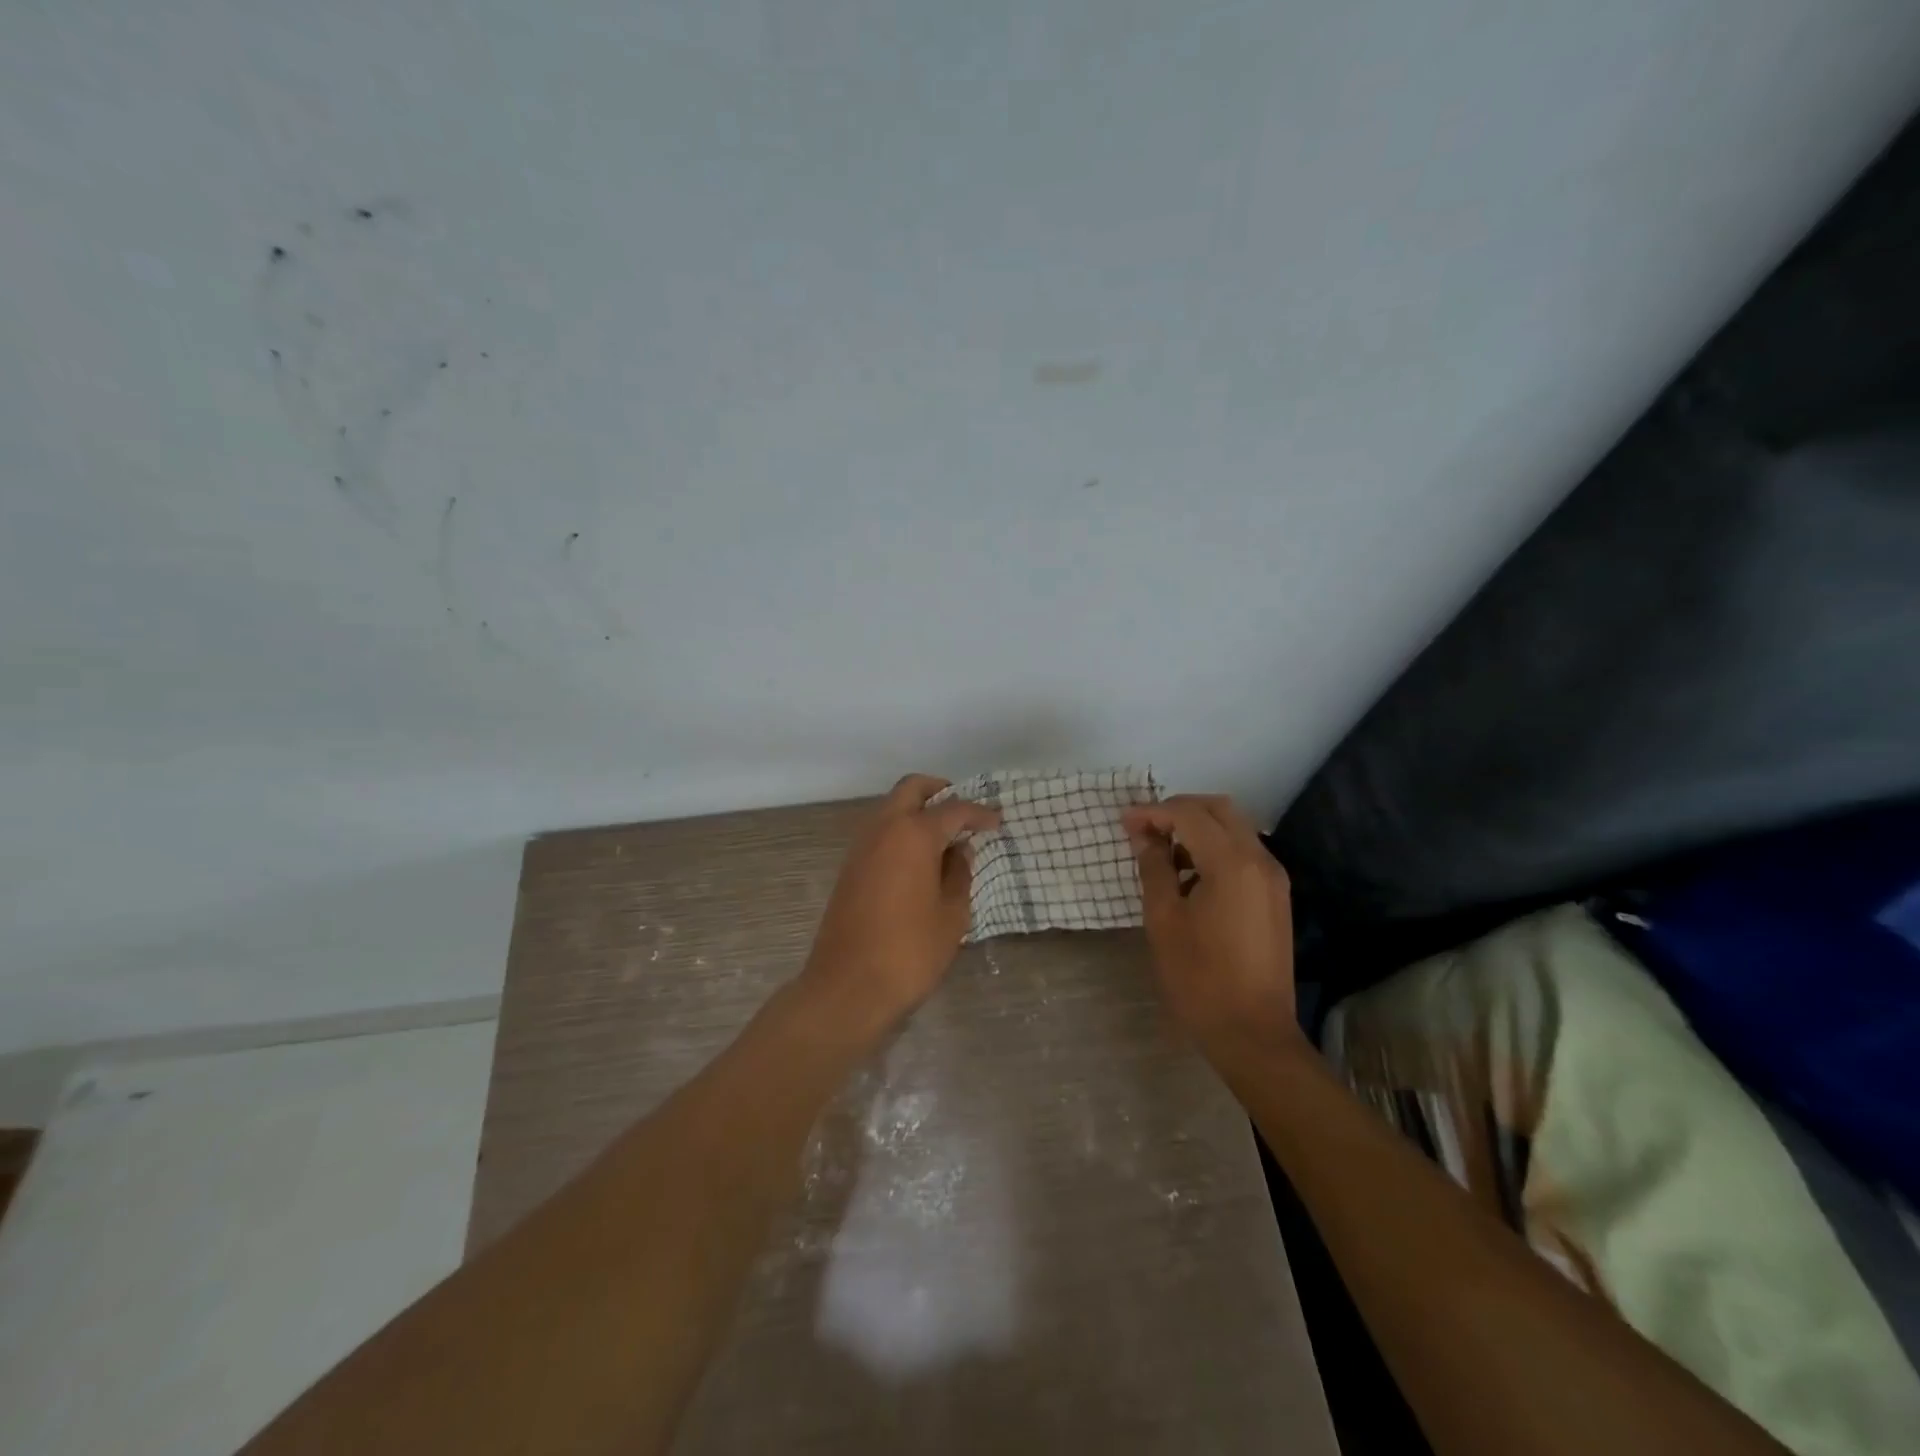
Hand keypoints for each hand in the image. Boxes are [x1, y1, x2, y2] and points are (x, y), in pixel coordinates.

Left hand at [801, 774, 999, 1037]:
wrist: (847, 987)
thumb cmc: (909, 952)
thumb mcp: (951, 915)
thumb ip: (959, 875)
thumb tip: (959, 852)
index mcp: (913, 835)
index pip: (953, 809)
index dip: (979, 813)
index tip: (997, 822)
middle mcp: (883, 828)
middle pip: (912, 789)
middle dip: (939, 791)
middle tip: (963, 812)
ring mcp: (861, 846)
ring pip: (891, 807)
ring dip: (917, 810)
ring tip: (945, 837)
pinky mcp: (849, 867)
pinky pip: (879, 831)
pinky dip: (901, 830)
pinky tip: (919, 858)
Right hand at [1122, 795, 1302, 1052]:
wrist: (1252, 1033)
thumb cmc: (1199, 977)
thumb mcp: (1164, 919)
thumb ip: (1154, 867)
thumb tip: (1143, 836)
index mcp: (1232, 863)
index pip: (1189, 814)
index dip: (1153, 812)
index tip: (1124, 822)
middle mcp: (1260, 860)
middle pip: (1219, 809)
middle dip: (1179, 810)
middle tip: (1145, 828)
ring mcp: (1273, 878)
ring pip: (1234, 829)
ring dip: (1197, 828)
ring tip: (1162, 851)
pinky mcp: (1275, 896)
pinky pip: (1243, 853)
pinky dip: (1214, 848)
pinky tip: (1188, 875)